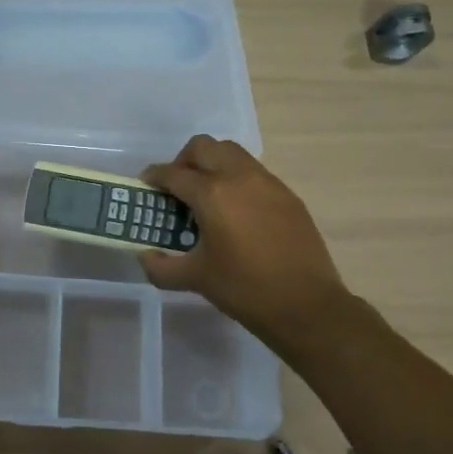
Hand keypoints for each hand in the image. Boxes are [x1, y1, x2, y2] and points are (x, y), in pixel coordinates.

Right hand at [138, 135, 348, 348]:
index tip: (145, 186)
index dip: (154, 177)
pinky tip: (235, 213)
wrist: (307, 305)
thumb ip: (160, 266)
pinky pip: (254, 172)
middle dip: (183, 161)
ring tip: (206, 196)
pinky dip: (236, 179)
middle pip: (203, 147)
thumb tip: (145, 254)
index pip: (173, 173)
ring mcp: (268, 183)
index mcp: (212, 194)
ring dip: (211, 165)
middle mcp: (239, 177)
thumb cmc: (244, 289)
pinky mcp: (287, 195)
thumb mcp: (194, 279)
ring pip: (231, 153)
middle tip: (176, 188)